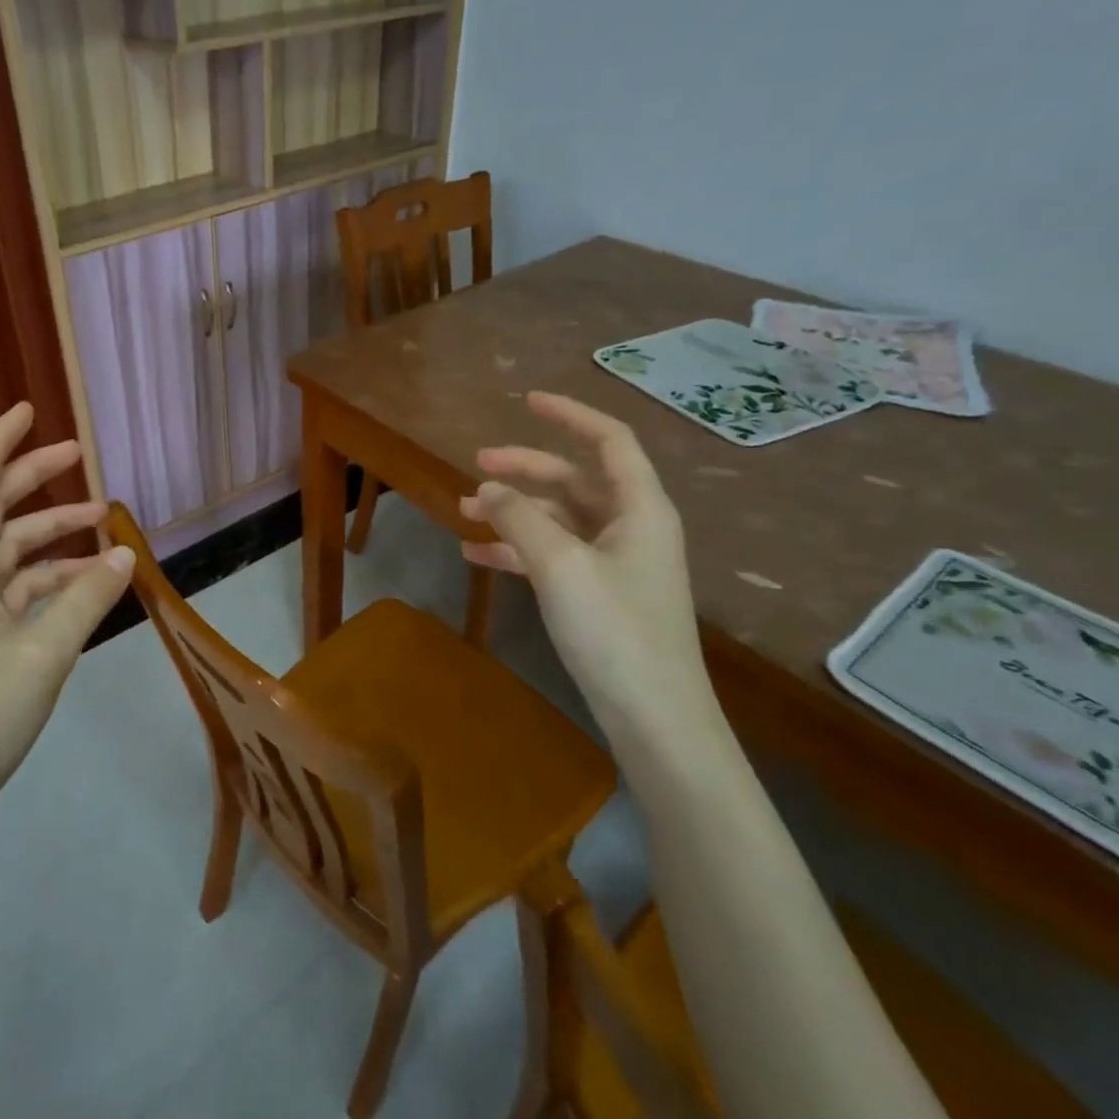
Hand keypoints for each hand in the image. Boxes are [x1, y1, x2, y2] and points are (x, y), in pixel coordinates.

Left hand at [0, 402, 134, 813]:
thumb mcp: (45, 654)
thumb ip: (86, 599)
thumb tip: (125, 554)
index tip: (29, 411)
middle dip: (34, 477)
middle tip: (81, 456)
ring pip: (13, 550)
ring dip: (54, 531)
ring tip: (105, 523)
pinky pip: (23, 588)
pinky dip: (57, 577)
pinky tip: (93, 583)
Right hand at [460, 392, 715, 742]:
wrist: (654, 717)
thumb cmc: (615, 631)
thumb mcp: (560, 566)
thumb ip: (519, 519)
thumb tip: (487, 489)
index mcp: (639, 508)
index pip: (609, 441)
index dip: (570, 415)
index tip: (527, 400)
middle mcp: (630, 526)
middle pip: (573, 479)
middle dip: (524, 469)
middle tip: (475, 466)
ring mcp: (614, 562)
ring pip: (557, 518)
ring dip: (513, 512)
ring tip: (463, 512)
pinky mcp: (598, 593)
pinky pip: (552, 554)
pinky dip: (516, 550)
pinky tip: (477, 556)